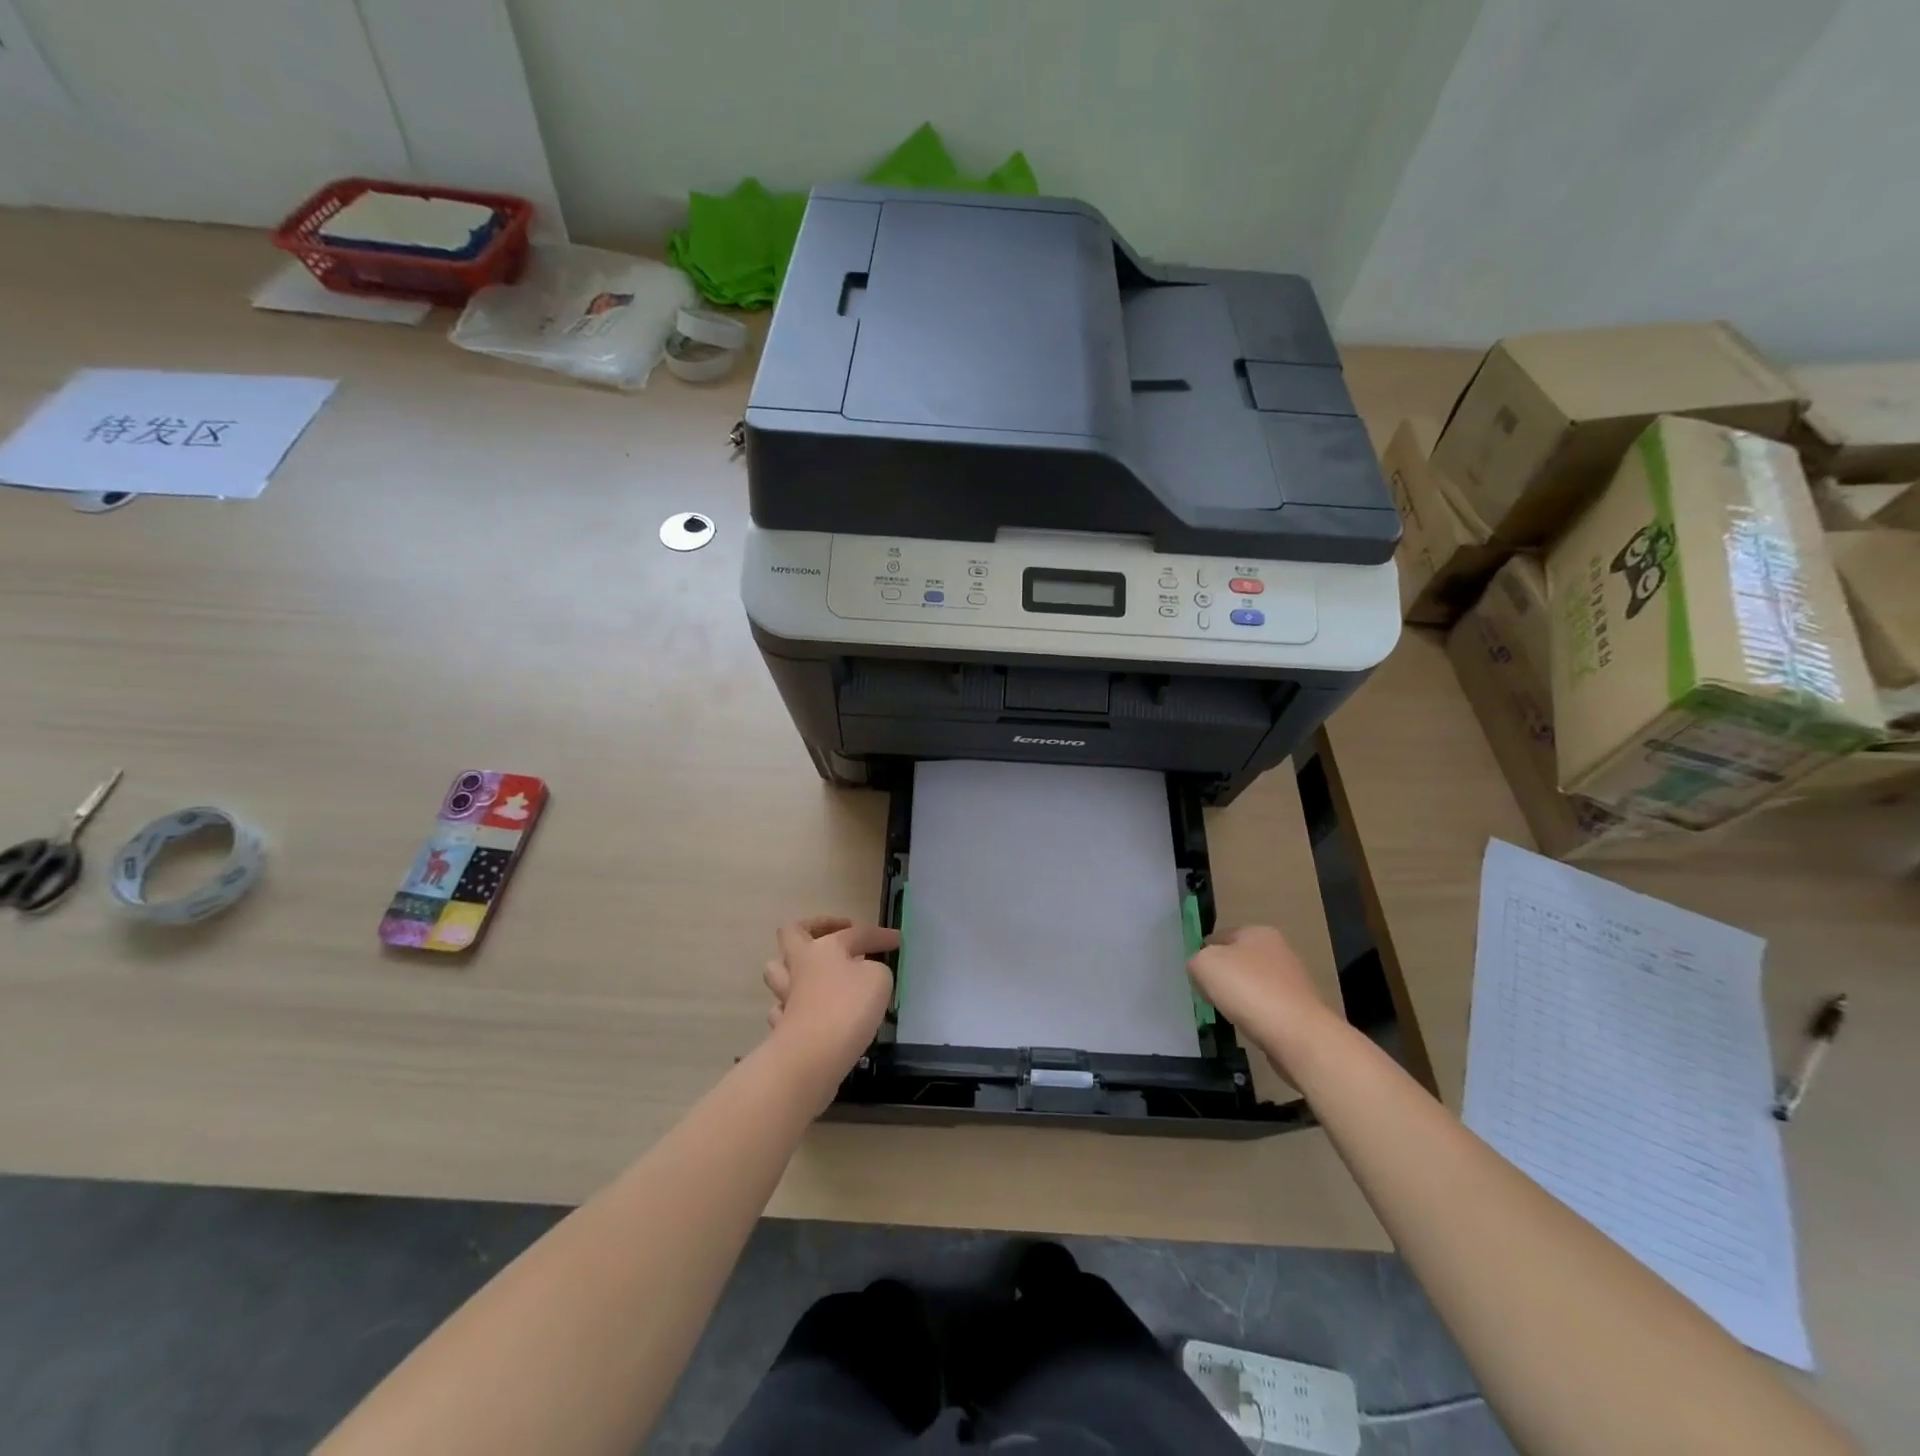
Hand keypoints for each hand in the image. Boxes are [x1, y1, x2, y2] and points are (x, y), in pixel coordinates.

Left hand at [763, 917, 898, 1100]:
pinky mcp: (782, 1027)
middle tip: (835, 935)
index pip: (855, 933)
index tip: (897, 940)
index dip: (879, 935)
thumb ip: (875, 969)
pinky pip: (782, 1008)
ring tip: (816, 973)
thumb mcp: (878, 979)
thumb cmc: (848, 1008)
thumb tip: (864, 973)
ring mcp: (787, 996)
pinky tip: (806, 1010)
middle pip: (793, 934)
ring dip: (794, 967)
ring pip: (778, 971)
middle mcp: (800, 966)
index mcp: (823, 948)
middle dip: (813, 929)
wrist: (811, 1057)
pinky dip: (793, 1006)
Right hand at [1187, 926, 1339, 1074]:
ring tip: (1229, 1013)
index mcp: (1258, 932)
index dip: (1204, 952)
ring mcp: (1293, 981)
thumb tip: (1201, 969)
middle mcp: (1279, 951)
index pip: (1221, 936)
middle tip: (1208, 993)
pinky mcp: (1301, 1009)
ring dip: (1240, 997)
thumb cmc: (1248, 989)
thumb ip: (1196, 961)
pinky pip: (1268, 1007)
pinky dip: (1256, 1015)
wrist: (1298, 1035)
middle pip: (1238, 960)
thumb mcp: (1204, 965)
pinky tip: (1249, 1026)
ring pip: (1253, 984)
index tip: (1195, 974)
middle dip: (1223, 976)